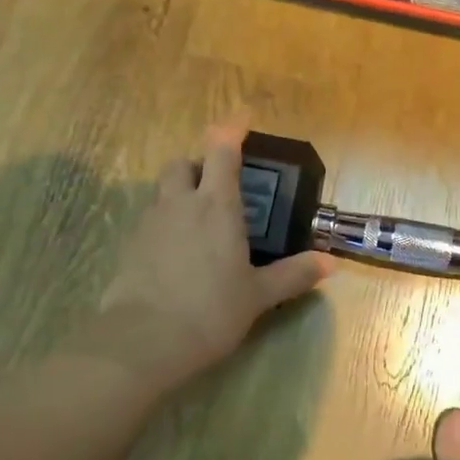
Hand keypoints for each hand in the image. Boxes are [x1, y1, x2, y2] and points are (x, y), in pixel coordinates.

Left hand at [82, 121, 331, 390]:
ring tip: (199, 221)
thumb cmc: (210, 310)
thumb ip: (293, 274)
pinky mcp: (129, 247)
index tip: (244, 117)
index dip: (232, 128)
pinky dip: (166, 223)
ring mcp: (150, 223)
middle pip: (183, 163)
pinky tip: (178, 252)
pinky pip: (150, 220)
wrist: (143, 342)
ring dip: (180, 193)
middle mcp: (180, 204)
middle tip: (218, 185)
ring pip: (163, 191)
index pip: (222, 150)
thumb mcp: (258, 295)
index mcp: (216, 205)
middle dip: (199, 165)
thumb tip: (330, 263)